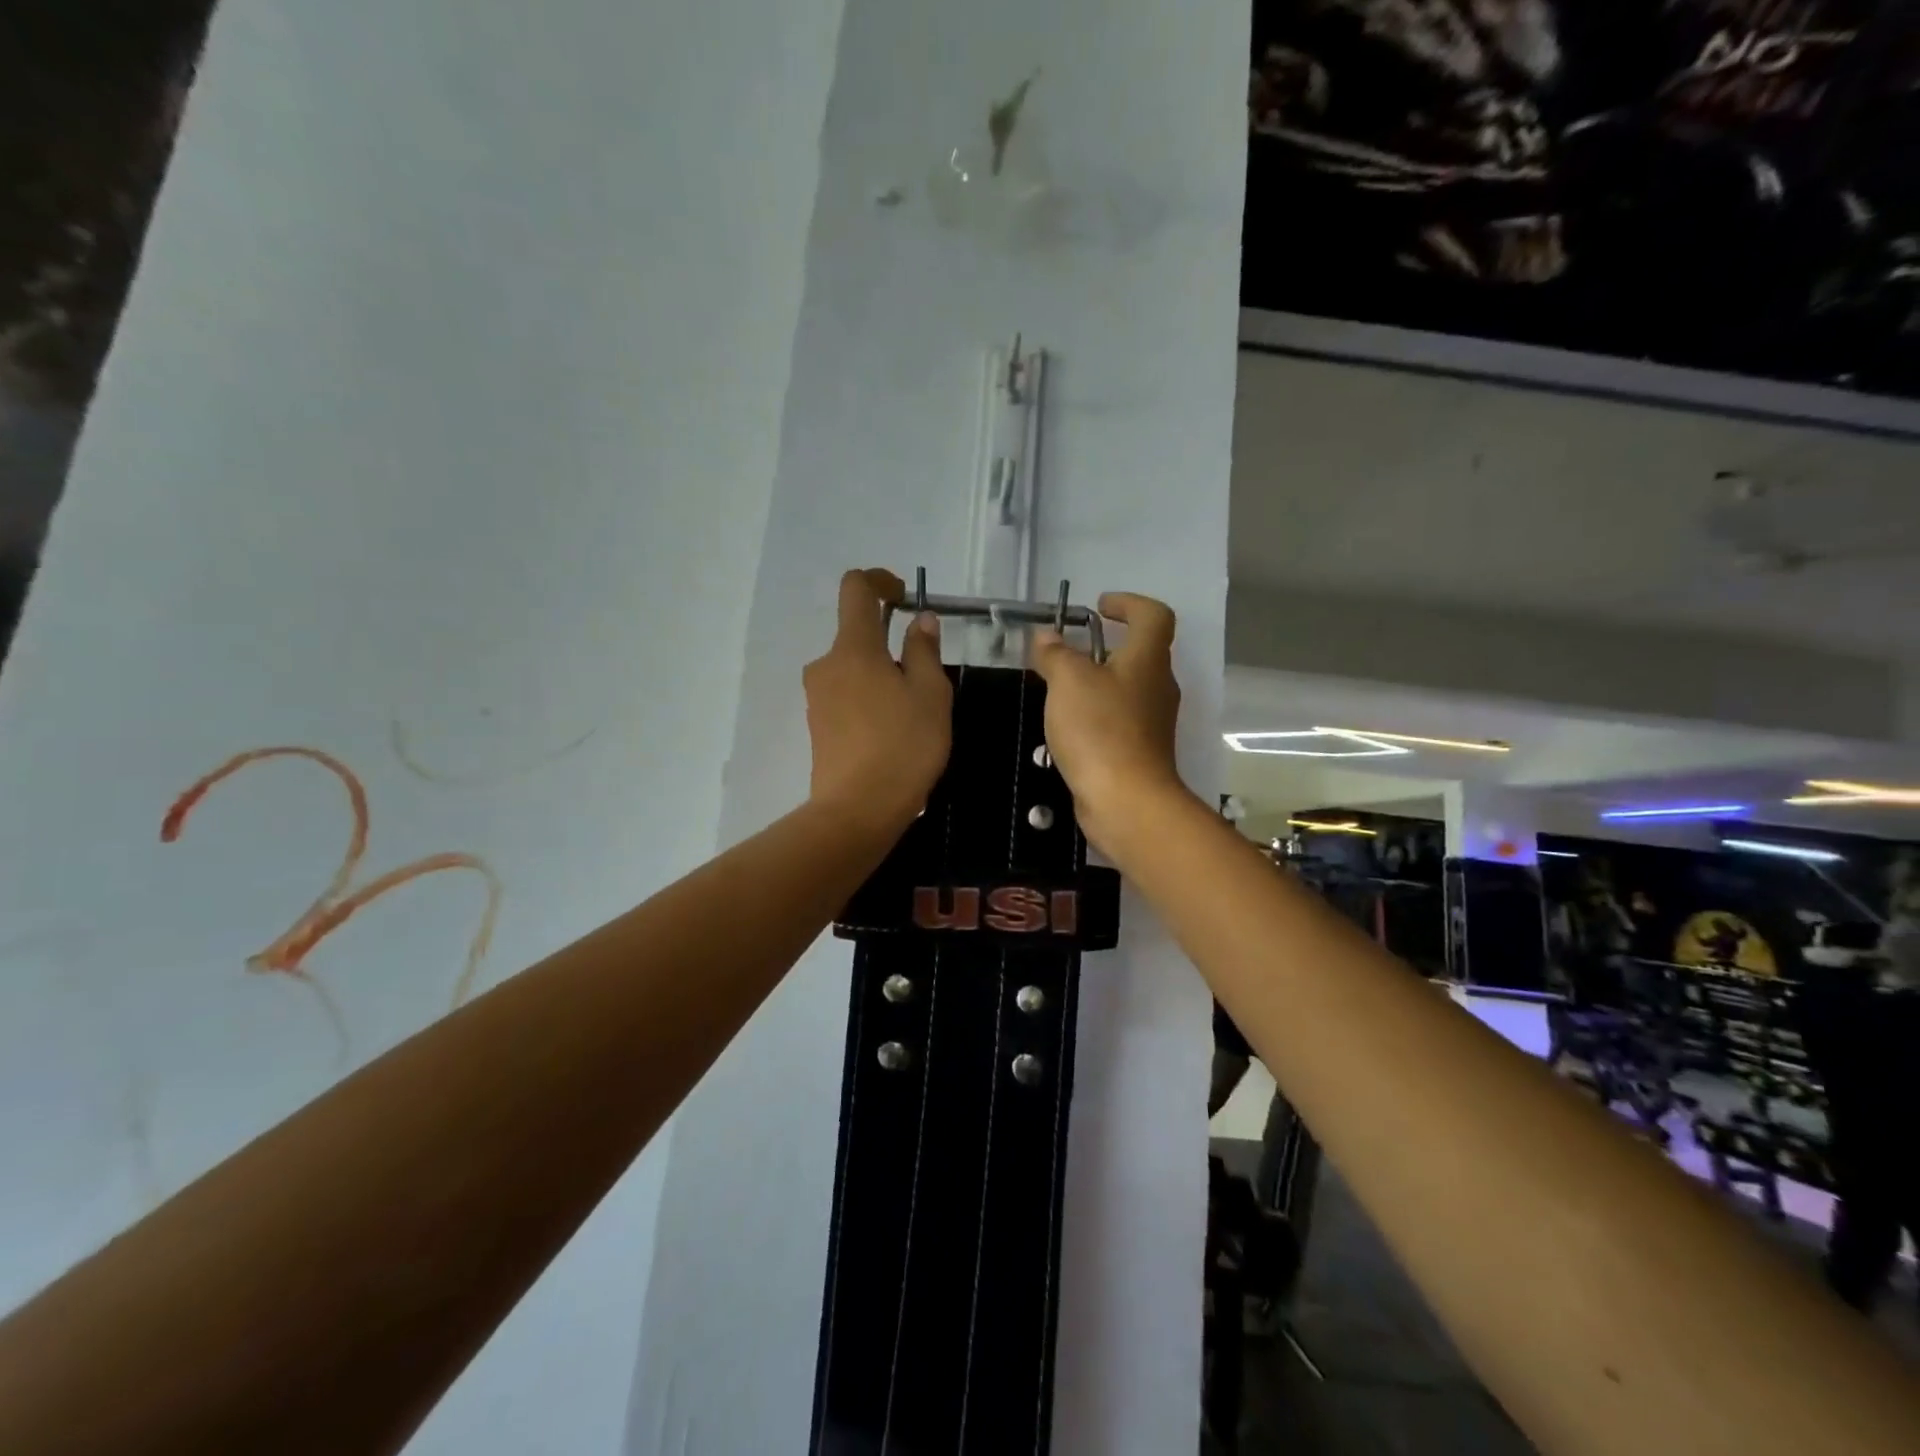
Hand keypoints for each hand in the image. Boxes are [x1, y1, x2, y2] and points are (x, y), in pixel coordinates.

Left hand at [803, 569, 952, 834]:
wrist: (858, 809)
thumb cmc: (904, 745)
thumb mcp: (931, 693)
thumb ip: (924, 650)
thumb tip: (919, 620)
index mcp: (854, 647)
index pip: (856, 588)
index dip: (880, 581)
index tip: (904, 597)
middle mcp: (826, 665)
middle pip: (857, 635)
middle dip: (891, 645)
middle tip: (926, 682)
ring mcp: (816, 697)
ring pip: (853, 669)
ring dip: (881, 677)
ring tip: (913, 715)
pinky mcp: (817, 726)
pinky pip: (846, 697)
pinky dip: (869, 701)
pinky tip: (892, 735)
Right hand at [1030, 592, 1189, 853]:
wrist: (1126, 801)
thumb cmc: (1100, 731)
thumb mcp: (1068, 682)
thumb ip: (1055, 654)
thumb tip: (1046, 637)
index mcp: (1148, 660)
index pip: (1154, 615)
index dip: (1129, 603)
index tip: (1099, 608)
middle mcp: (1157, 687)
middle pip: (1139, 654)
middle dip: (1104, 647)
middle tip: (1067, 652)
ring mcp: (1151, 723)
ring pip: (1125, 690)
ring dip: (1095, 684)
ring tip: (1057, 691)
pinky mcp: (1139, 752)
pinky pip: (1117, 721)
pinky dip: (1094, 716)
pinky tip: (1066, 729)